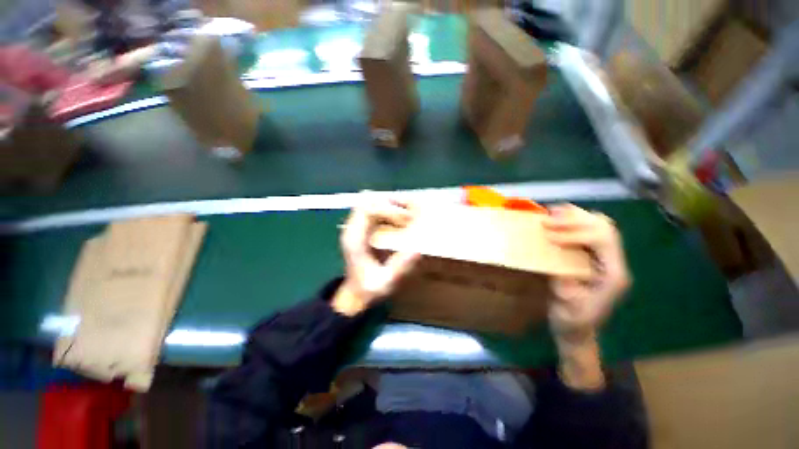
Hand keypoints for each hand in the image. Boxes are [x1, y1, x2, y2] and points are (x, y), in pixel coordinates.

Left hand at [333, 199, 420, 315]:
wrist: (354, 294)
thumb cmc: (368, 290)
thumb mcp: (385, 283)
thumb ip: (399, 268)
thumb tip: (418, 249)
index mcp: (354, 239)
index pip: (366, 210)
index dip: (387, 209)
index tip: (406, 217)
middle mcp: (353, 229)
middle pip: (368, 201)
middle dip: (390, 202)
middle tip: (411, 210)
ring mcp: (356, 228)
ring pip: (370, 203)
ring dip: (390, 204)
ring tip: (408, 212)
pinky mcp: (362, 230)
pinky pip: (373, 211)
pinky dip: (388, 210)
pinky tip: (401, 218)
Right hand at [543, 204, 630, 342]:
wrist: (577, 329)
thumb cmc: (571, 322)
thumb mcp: (568, 312)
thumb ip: (567, 293)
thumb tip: (559, 269)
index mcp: (612, 275)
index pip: (603, 241)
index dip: (576, 234)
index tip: (549, 237)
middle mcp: (613, 262)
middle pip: (603, 227)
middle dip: (574, 220)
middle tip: (546, 221)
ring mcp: (605, 257)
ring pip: (599, 224)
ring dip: (575, 216)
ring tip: (551, 212)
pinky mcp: (593, 255)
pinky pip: (588, 229)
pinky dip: (573, 219)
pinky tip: (557, 217)